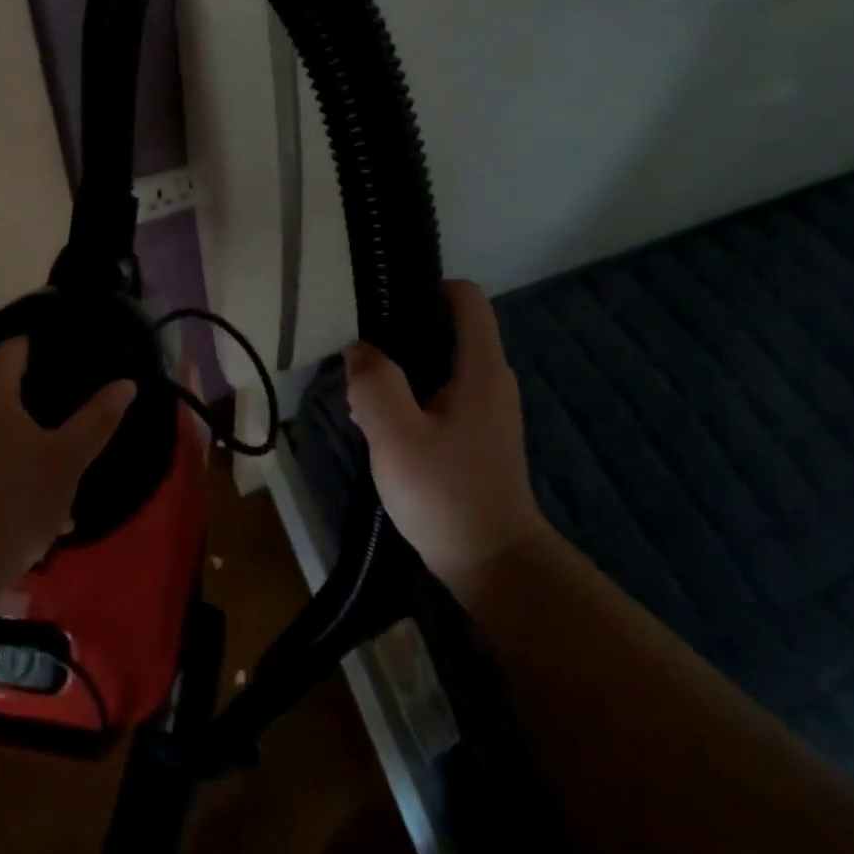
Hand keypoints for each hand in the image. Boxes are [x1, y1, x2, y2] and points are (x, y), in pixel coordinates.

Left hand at [0, 338, 133, 613]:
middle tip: (72, 403)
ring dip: (23, 437)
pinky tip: (31, 493)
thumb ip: (97, 419)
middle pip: (2, 388)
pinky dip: (5, 464)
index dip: (41, 345)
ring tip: (58, 452)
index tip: (69, 352)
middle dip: (37, 396)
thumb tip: (125, 384)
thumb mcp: (66, 461)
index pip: (13, 348)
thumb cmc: (13, 502)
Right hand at [345, 279, 547, 593]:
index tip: (384, 310)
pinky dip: (409, 403)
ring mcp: (485, 409)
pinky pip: (438, 398)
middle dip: (397, 343)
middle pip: (443, 331)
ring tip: (365, 409)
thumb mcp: (396, 434)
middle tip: (361, 374)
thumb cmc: (445, 493)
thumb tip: (360, 349)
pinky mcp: (475, 436)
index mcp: (480, 368)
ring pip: (435, 368)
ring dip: (397, 378)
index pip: (465, 298)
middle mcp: (489, 379)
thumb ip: (374, 382)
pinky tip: (383, 434)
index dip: (425, 289)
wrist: (492, 564)